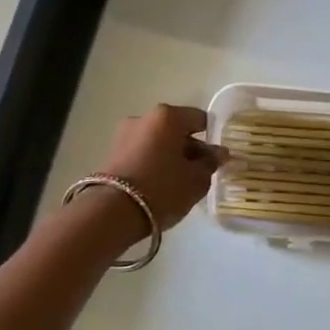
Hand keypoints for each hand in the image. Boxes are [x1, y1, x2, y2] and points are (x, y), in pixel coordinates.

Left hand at [95, 104, 227, 234]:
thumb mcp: (197, 179)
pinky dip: (154, 163)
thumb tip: (218, 153)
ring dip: (171, 156)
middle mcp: (144, 118)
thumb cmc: (163, 188)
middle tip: (201, 172)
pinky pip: (142, 153)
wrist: (112, 213)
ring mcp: (124, 135)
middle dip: (190, 148)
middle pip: (176, 130)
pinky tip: (161, 185)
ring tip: (180, 182)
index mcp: (168, 116)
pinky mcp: (111, 154)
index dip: (213, 137)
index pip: (200, 119)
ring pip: (158, 142)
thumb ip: (210, 163)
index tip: (218, 157)